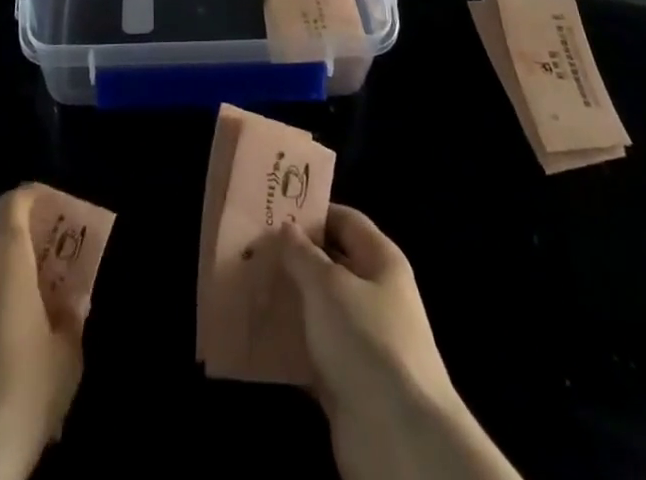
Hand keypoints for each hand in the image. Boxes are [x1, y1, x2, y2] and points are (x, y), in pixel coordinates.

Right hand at [278, 206, 520, 479]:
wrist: (399, 438)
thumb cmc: (366, 340)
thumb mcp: (328, 285)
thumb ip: (302, 254)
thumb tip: (286, 228)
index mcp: (381, 261)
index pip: (346, 220)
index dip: (313, 212)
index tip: (273, 208)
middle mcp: (375, 295)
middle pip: (330, 264)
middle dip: (293, 257)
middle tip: (251, 247)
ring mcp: (362, 340)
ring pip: (318, 308)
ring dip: (287, 300)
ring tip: (246, 285)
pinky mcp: (347, 380)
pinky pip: (313, 350)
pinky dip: (288, 344)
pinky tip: (257, 333)